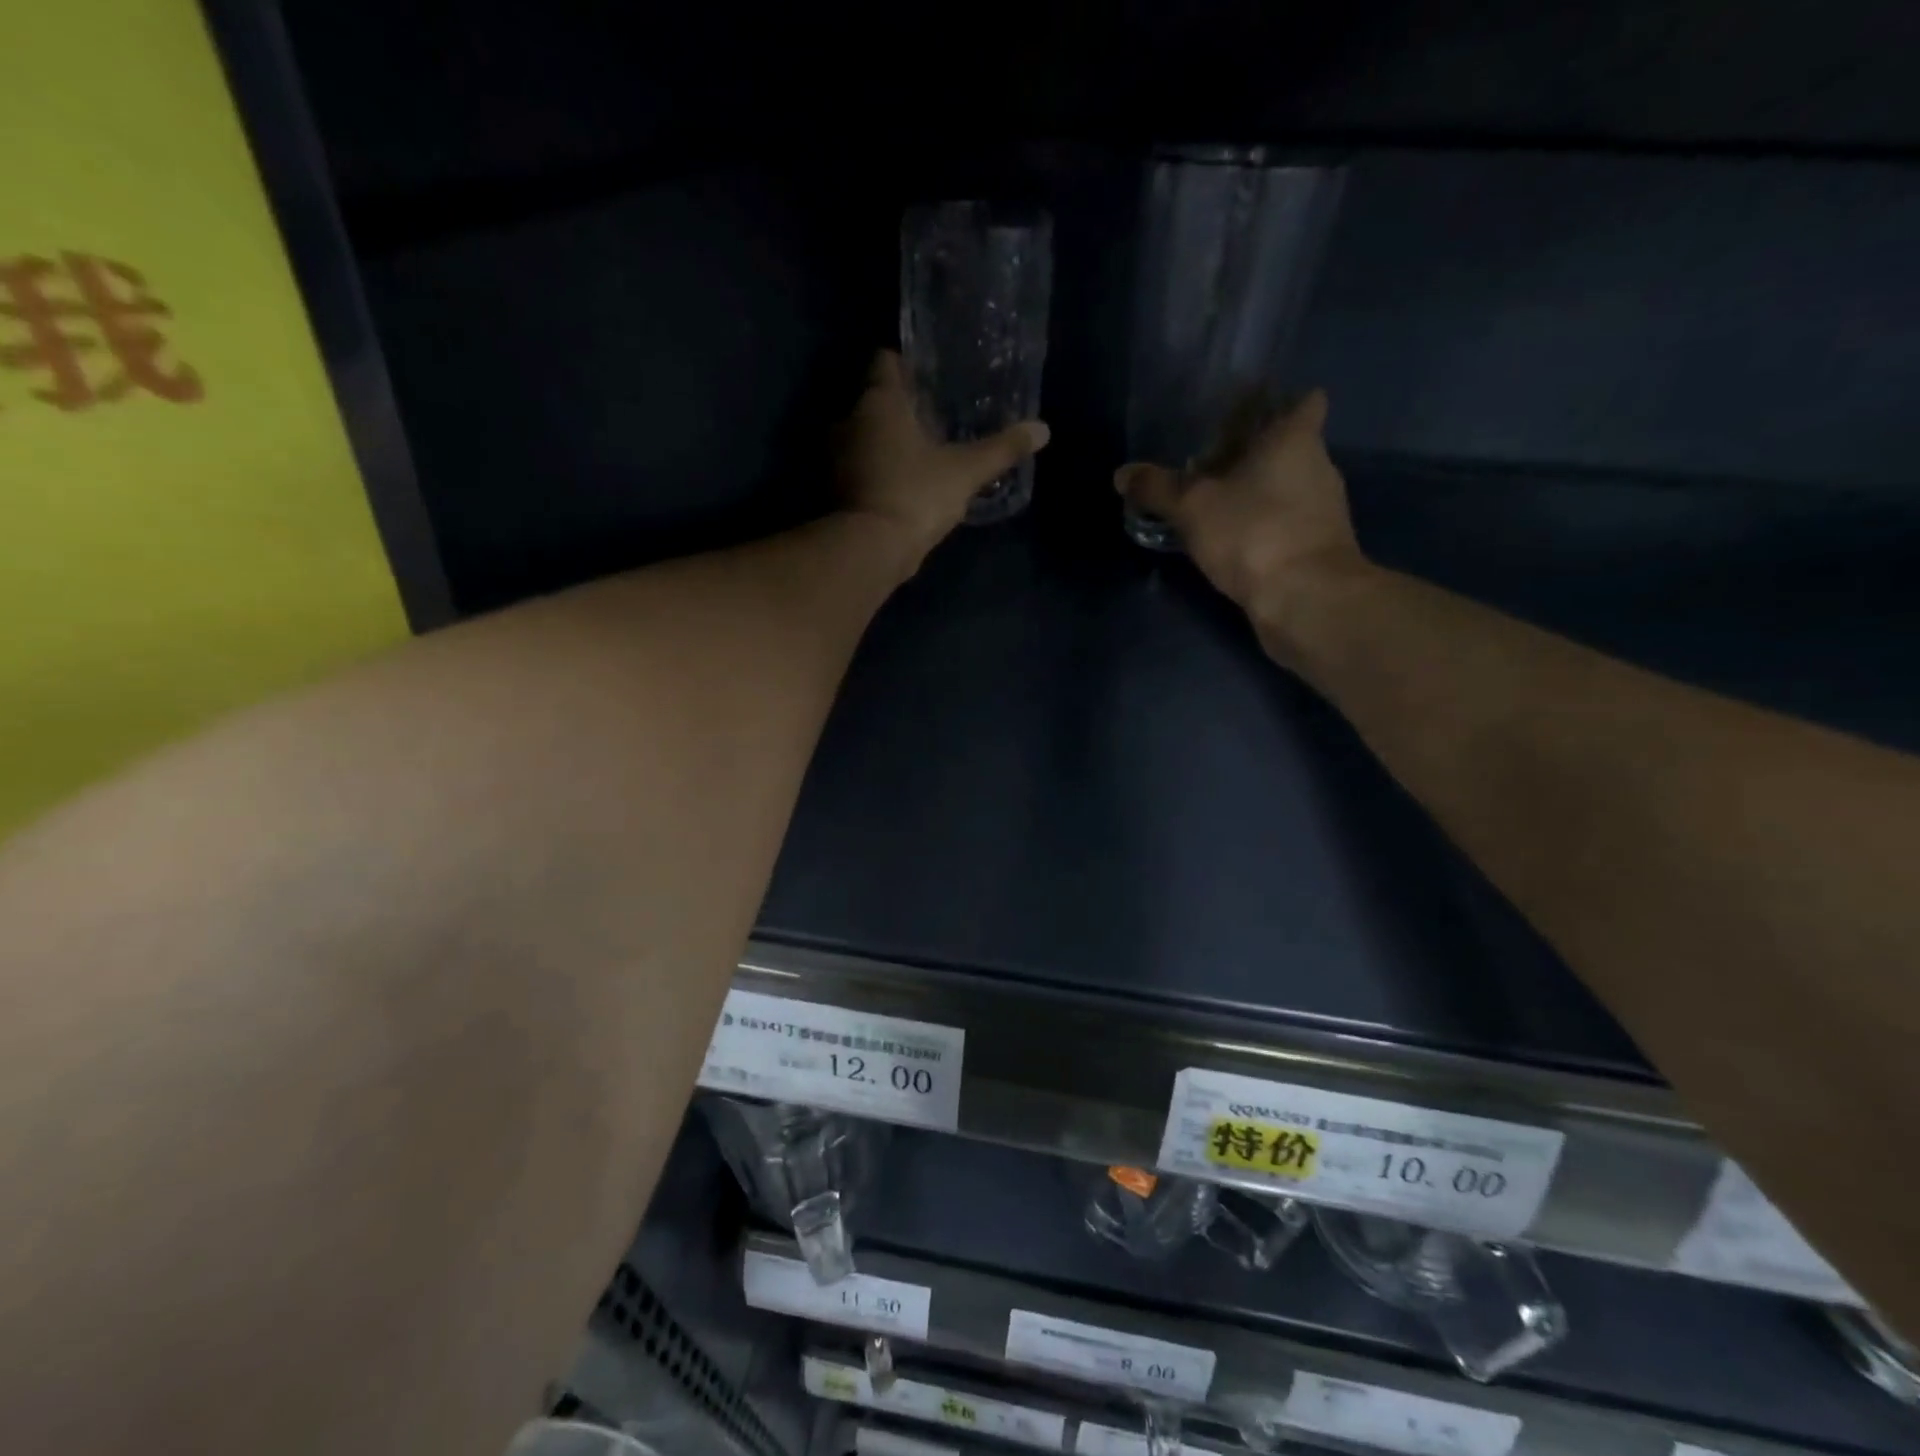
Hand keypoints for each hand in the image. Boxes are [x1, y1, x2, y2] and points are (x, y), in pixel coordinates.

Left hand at [837, 351, 1049, 571]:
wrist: (871, 549)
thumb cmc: (916, 495)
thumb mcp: (966, 471)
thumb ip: (1002, 449)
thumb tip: (1043, 429)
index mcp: (879, 402)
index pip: (886, 362)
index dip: (907, 364)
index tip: (930, 374)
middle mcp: (850, 421)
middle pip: (876, 400)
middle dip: (903, 407)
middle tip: (936, 416)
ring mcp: (838, 458)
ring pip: (866, 436)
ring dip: (889, 441)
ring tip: (924, 451)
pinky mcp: (838, 490)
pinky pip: (862, 467)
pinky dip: (880, 470)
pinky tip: (907, 482)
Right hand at [1115, 390, 1371, 655]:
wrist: (1306, 599)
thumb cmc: (1253, 532)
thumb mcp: (1192, 507)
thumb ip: (1157, 488)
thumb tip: (1122, 474)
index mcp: (1295, 439)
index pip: (1303, 402)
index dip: (1278, 405)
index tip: (1246, 417)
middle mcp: (1318, 466)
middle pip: (1289, 447)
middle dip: (1253, 454)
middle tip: (1211, 465)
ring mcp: (1324, 509)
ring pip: (1288, 487)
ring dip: (1257, 493)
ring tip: (1215, 506)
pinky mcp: (1320, 547)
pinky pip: (1288, 523)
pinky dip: (1264, 527)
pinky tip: (1233, 542)